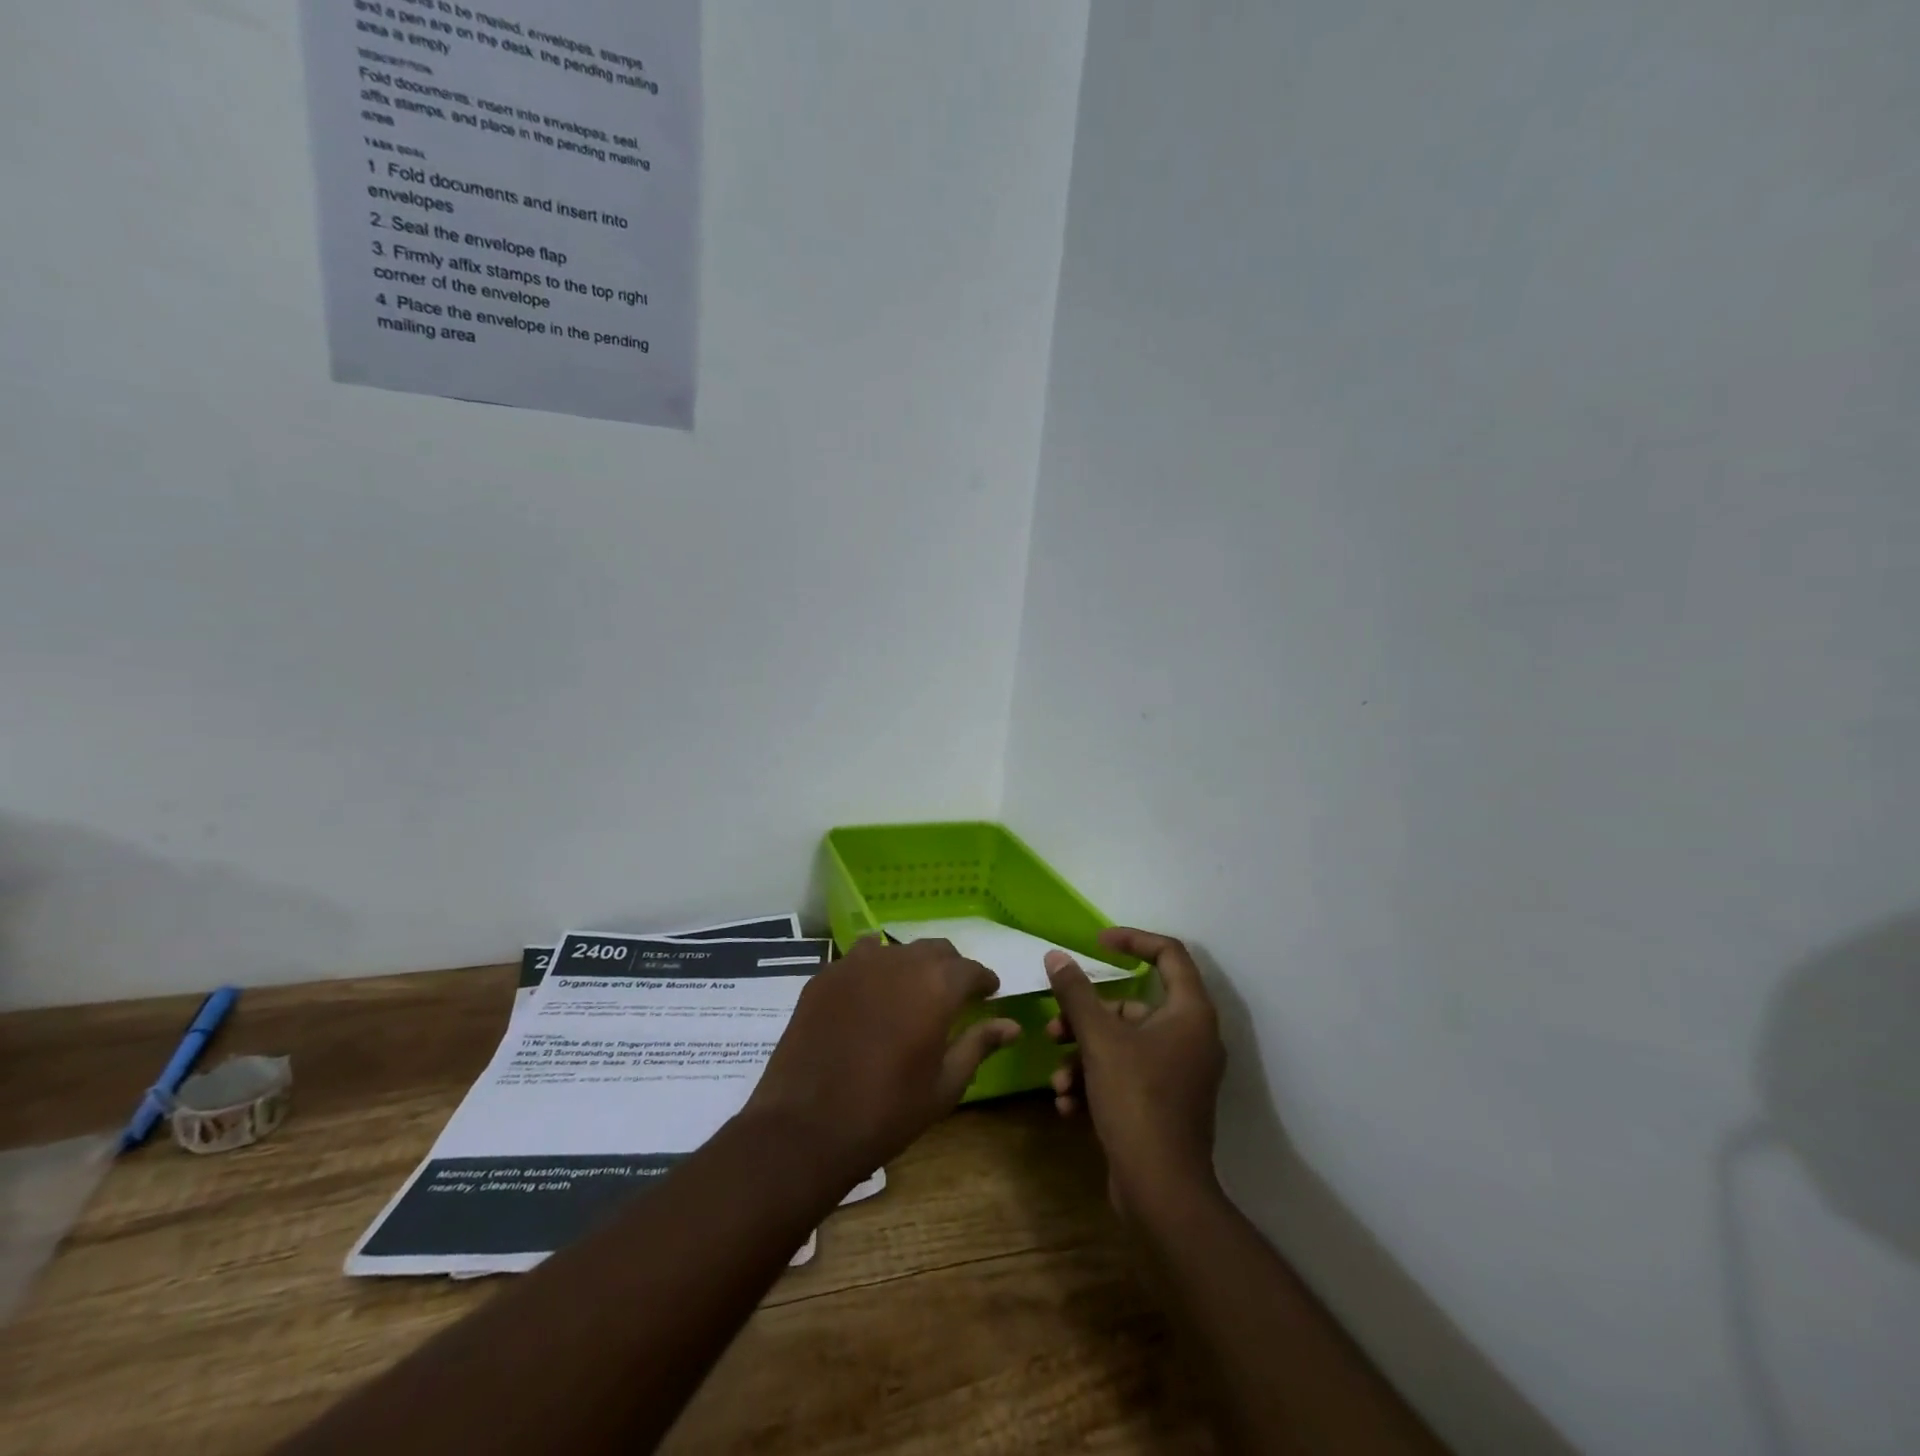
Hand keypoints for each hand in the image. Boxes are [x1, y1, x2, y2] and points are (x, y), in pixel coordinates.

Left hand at [744, 936, 1020, 1184]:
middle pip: (935, 950)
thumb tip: (1012, 1025)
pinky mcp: (824, 975)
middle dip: (950, 968)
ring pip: (896, 950)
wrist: (806, 1127)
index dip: (984, 980)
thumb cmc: (887, 1111)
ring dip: (911, 966)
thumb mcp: (944, 1085)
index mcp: (937, 986)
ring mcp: (856, 963)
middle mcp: (899, 961)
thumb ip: (979, 1045)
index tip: (988, 993)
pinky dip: (873, 970)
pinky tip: (870, 997)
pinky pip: (858, 959)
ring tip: (909, 994)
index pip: (971, 969)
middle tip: (952, 996)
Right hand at [1046, 928, 1225, 1214]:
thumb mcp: (1099, 1040)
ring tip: (1058, 1080)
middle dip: (1086, 1018)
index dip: (1132, 940)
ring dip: (1083, 1057)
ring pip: (1122, 1045)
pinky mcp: (1165, 1104)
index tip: (1096, 944)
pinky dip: (1096, 1084)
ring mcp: (1179, 1074)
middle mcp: (1191, 1038)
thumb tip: (1056, 956)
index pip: (1169, 954)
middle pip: (1132, 1007)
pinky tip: (1068, 1105)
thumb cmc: (1137, 1101)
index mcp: (1189, 1013)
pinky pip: (1126, 1076)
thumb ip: (1076, 993)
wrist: (1162, 1192)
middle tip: (1054, 1029)